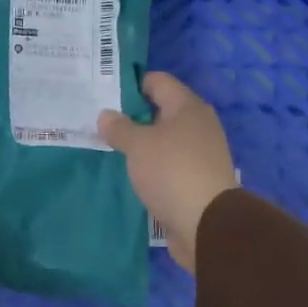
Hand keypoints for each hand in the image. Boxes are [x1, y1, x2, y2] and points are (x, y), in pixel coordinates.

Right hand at [98, 72, 236, 272]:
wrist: (206, 224)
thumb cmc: (171, 172)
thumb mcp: (138, 145)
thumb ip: (119, 128)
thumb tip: (106, 115)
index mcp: (188, 107)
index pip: (158, 81)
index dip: (131, 85)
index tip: (103, 95)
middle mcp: (198, 125)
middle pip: (161, 111)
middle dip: (132, 117)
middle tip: (101, 124)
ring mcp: (199, 154)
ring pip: (163, 140)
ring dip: (141, 144)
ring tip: (110, 149)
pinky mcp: (196, 180)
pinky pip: (167, 165)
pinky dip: (150, 166)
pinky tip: (130, 174)